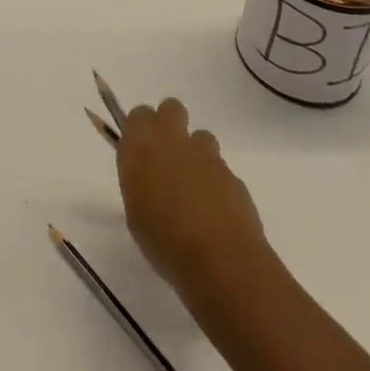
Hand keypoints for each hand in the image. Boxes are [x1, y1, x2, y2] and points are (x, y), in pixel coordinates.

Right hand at [117, 97, 270, 297]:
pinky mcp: (234, 176)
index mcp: (142, 145)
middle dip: (170, 124)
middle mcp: (173, 140)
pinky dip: (217, 183)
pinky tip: (215, 213)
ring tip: (195, 189)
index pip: (139, 114)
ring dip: (196, 154)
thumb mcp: (136, 213)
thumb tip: (149, 179)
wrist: (220, 261)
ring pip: (201, 137)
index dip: (141, 129)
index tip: (142, 151)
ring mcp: (207, 156)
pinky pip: (221, 169)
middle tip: (168, 157)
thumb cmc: (163, 241)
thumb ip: (141, 183)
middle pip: (172, 108)